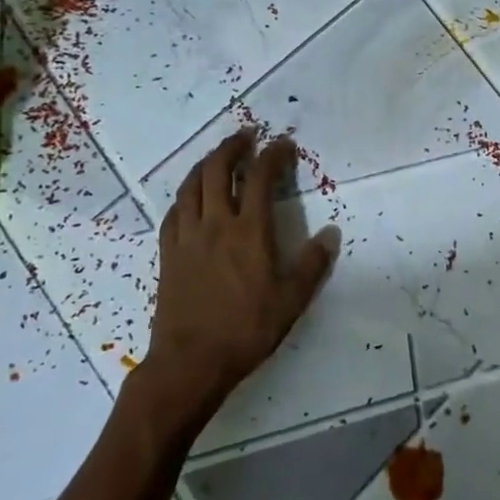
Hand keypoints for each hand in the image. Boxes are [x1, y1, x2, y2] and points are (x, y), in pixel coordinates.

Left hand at [143, 130, 337, 418]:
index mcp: (249, 232)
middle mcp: (215, 225)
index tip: (284, 144)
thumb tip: (331, 233)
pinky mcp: (168, 254)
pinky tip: (191, 198)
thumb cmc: (246, 330)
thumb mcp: (291, 301)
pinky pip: (173, 212)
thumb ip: (312, 264)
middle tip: (247, 137)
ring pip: (191, 186)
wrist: (190, 362)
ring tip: (218, 157)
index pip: (261, 178)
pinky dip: (185, 195)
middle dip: (232, 147)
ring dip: (205, 164)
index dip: (274, 155)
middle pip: (218, 170)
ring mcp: (187, 238)